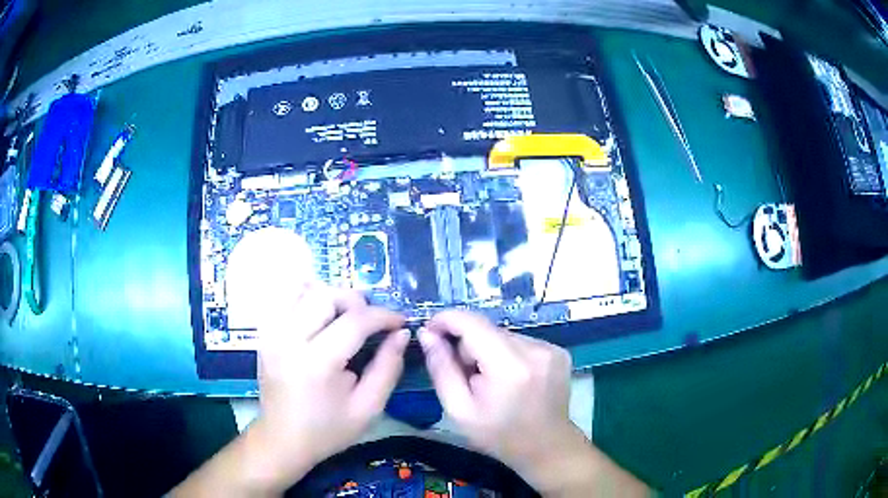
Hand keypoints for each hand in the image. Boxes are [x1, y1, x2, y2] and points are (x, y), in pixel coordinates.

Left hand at [251, 284, 408, 491]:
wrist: (282, 440)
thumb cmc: (328, 430)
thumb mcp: (368, 408)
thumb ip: (388, 368)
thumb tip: (402, 334)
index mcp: (316, 364)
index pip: (355, 321)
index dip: (384, 316)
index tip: (401, 322)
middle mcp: (289, 340)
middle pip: (326, 296)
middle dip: (357, 303)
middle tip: (372, 322)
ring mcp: (272, 334)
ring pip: (304, 290)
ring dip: (332, 298)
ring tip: (347, 317)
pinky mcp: (265, 334)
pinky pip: (286, 299)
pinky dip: (307, 298)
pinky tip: (321, 315)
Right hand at [419, 311, 574, 472]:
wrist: (547, 448)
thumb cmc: (499, 435)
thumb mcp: (459, 410)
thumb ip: (441, 369)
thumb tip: (427, 334)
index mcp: (509, 366)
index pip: (472, 323)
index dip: (446, 320)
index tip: (429, 330)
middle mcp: (535, 349)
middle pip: (487, 329)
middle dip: (468, 345)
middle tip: (465, 376)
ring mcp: (551, 348)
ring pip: (503, 335)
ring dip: (488, 350)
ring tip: (489, 381)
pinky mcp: (558, 351)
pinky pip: (521, 342)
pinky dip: (507, 354)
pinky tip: (510, 379)